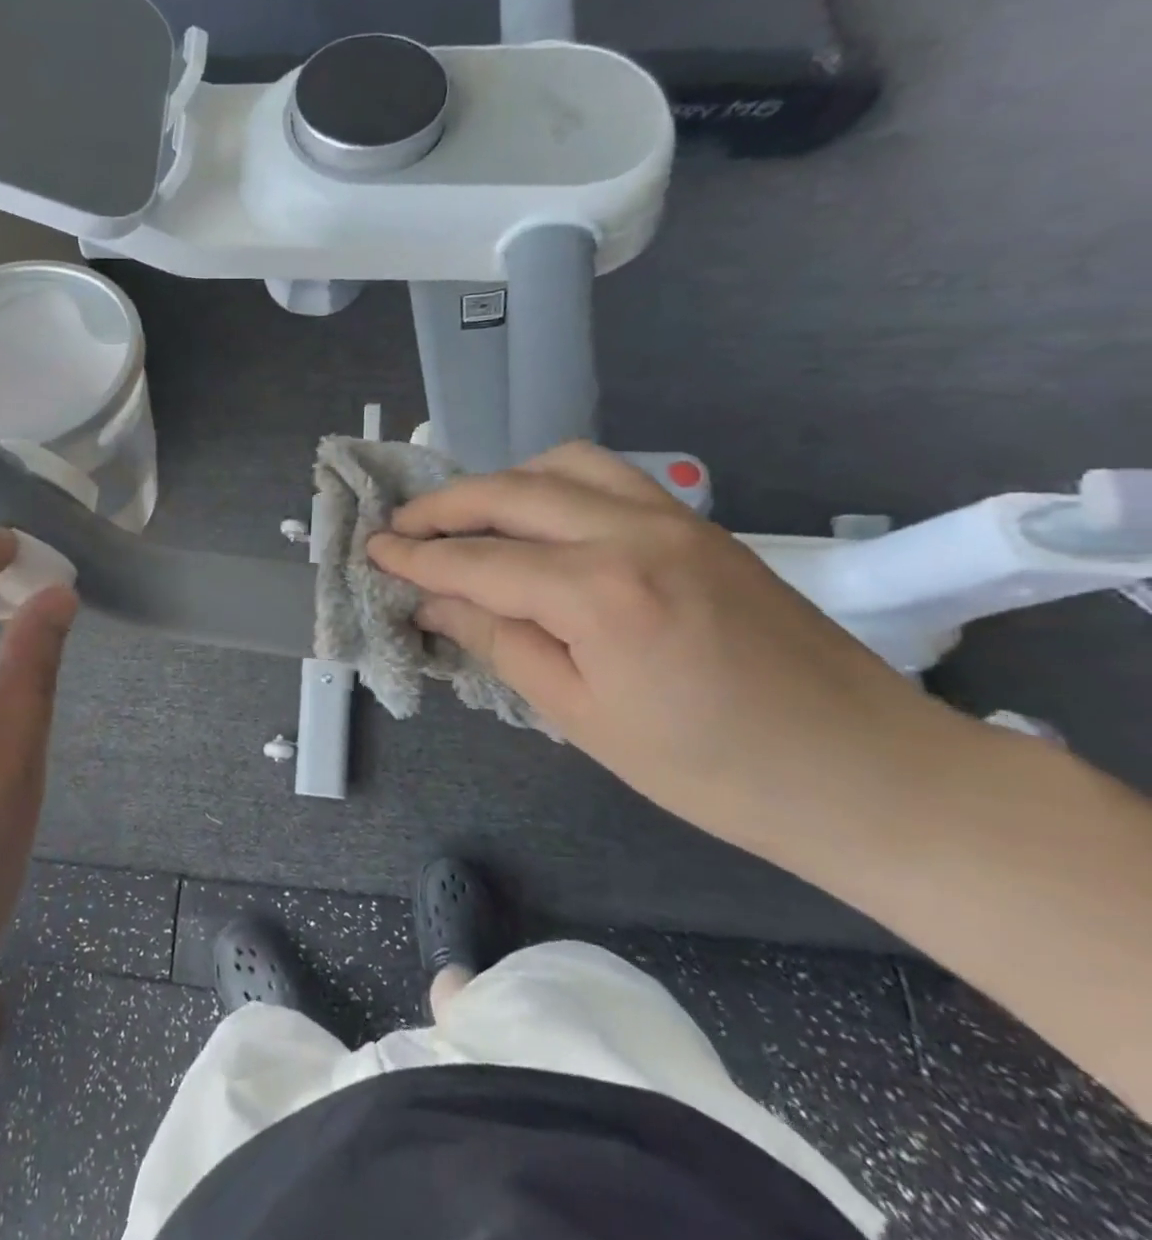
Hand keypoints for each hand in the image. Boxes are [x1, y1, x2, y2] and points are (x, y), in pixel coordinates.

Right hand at [367, 443, 976, 853]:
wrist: (868, 773)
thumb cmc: (712, 770)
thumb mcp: (581, 718)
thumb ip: (500, 643)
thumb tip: (434, 605)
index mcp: (599, 593)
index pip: (479, 561)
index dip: (417, 557)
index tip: (372, 550)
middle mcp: (632, 533)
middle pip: (511, 494)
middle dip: (443, 507)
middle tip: (400, 527)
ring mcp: (674, 519)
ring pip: (562, 466)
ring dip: (500, 483)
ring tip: (466, 518)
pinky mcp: (699, 525)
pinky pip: (609, 476)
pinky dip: (554, 483)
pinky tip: (538, 518)